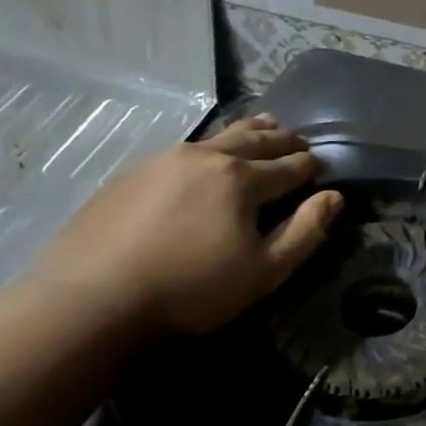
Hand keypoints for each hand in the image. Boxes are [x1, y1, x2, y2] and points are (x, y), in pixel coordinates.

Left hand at [36, 114, 340, 331]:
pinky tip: (208, 157)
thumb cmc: (190, 289)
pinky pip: (186, 149)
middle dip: (282, 139)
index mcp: (241, 179)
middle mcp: (205, 157)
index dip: (310, 166)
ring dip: (248, 132)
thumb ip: (305, 232)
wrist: (91, 299)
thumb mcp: (263, 272)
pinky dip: (211, 146)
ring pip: (218, 137)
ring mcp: (164, 160)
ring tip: (265, 126)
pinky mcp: (132, 173)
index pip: (288, 166)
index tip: (322, 165)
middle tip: (298, 139)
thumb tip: (334, 198)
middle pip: (254, 140)